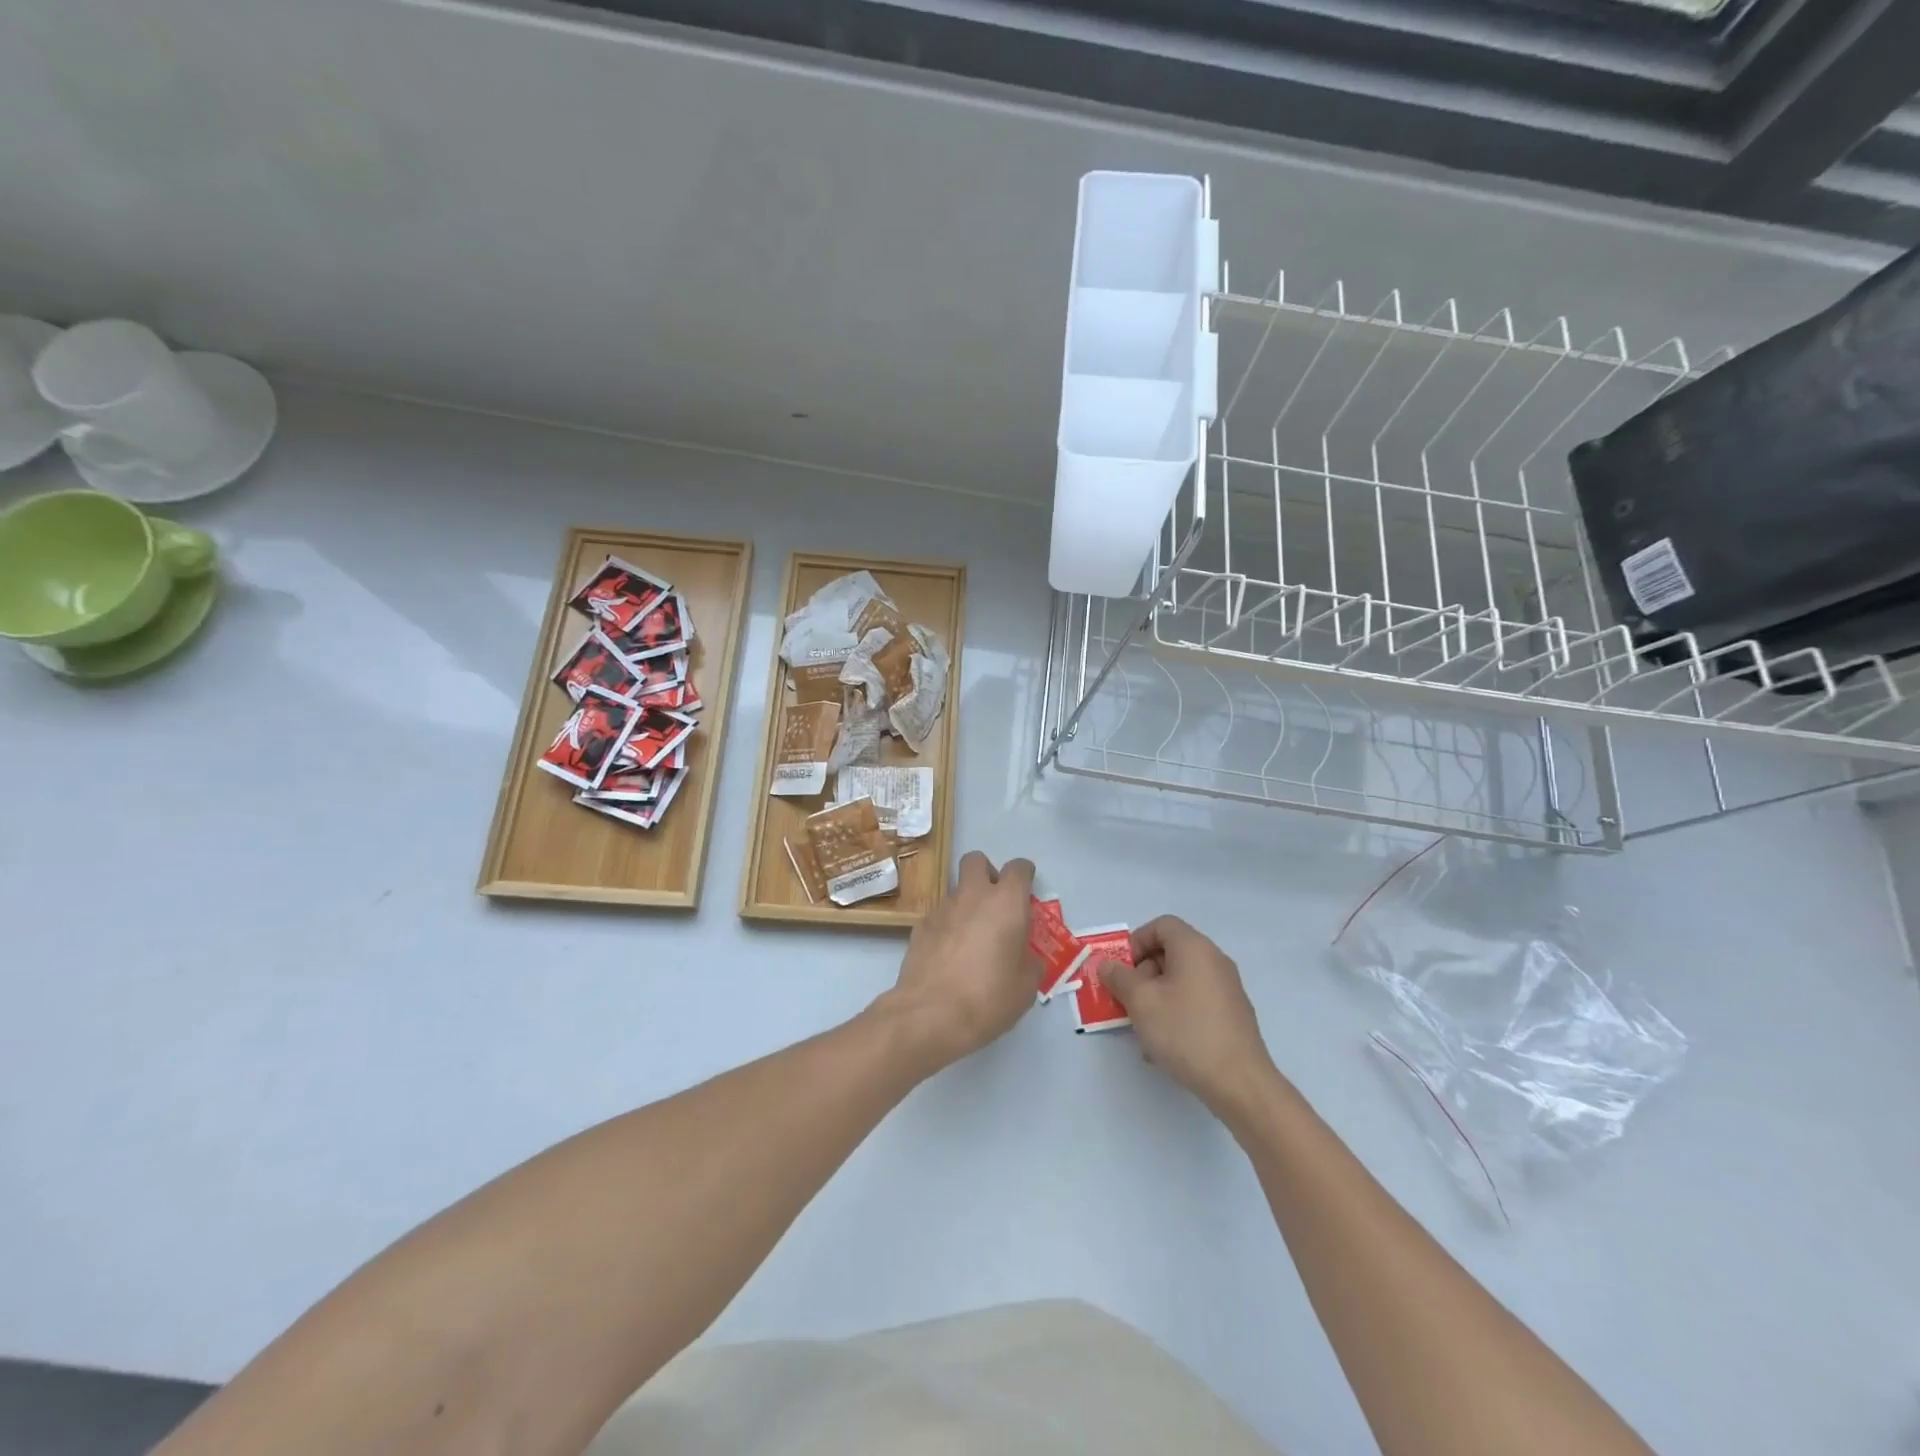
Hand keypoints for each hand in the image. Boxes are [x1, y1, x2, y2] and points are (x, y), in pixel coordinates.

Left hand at [878, 852, 1038, 1072]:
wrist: (930, 1014)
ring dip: (967, 904)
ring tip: (972, 939)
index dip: (1024, 875)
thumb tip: (1023, 957)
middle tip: (995, 903)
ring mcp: (942, 909)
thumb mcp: (1026, 986)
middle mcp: (973, 896)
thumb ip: (1029, 961)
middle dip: (987, 873)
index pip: (1018, 868)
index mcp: (1006, 902)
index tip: (1027, 893)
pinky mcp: (919, 927)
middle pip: (977, 860)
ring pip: (957, 890)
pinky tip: (950, 955)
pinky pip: (940, 916)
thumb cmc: (988, 998)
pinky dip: (948, 926)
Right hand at [1098, 916, 1278, 1117]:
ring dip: (1157, 997)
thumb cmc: (1185, 1031)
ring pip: (1181, 981)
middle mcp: (1214, 961)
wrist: (1239, 1083)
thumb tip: (1108, 965)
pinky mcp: (1232, 1015)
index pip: (1161, 925)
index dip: (1136, 942)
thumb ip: (1119, 977)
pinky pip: (1196, 1002)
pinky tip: (1165, 1045)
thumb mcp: (1141, 1001)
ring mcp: (1227, 989)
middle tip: (1128, 1001)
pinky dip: (1176, 1013)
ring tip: (1143, 1029)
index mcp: (1195, 948)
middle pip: (1171, 952)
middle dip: (1143, 974)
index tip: (1123, 971)